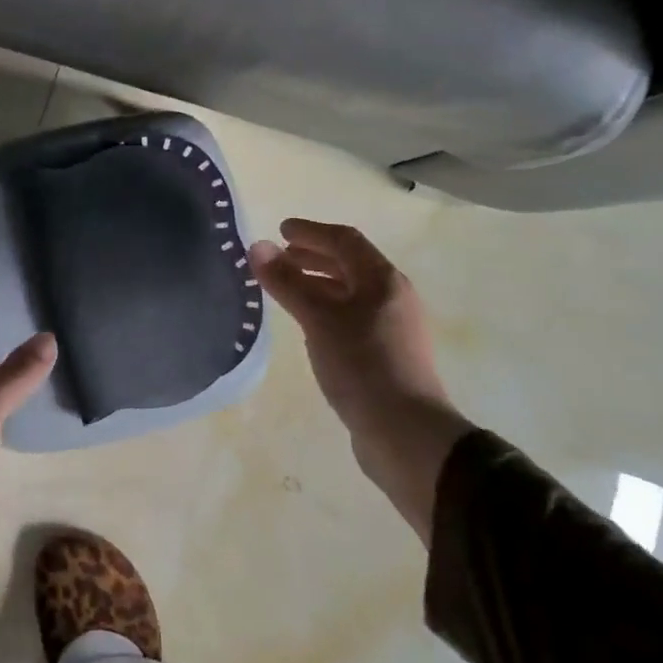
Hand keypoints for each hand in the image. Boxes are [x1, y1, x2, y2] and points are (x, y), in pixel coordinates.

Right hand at [249, 219, 472, 542]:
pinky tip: (308, 326)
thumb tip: (257, 246)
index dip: (311, 232)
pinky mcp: (385, 355)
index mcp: (383, 280)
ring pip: (350, 293)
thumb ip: (287, 282)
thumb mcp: (318, 319)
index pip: (345, 241)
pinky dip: (326, 309)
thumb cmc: (362, 365)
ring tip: (287, 289)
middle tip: (280, 258)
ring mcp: (391, 328)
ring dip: (318, 284)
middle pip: (350, 265)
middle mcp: (392, 298)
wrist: (406, 433)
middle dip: (313, 257)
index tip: (281, 230)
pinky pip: (350, 318)